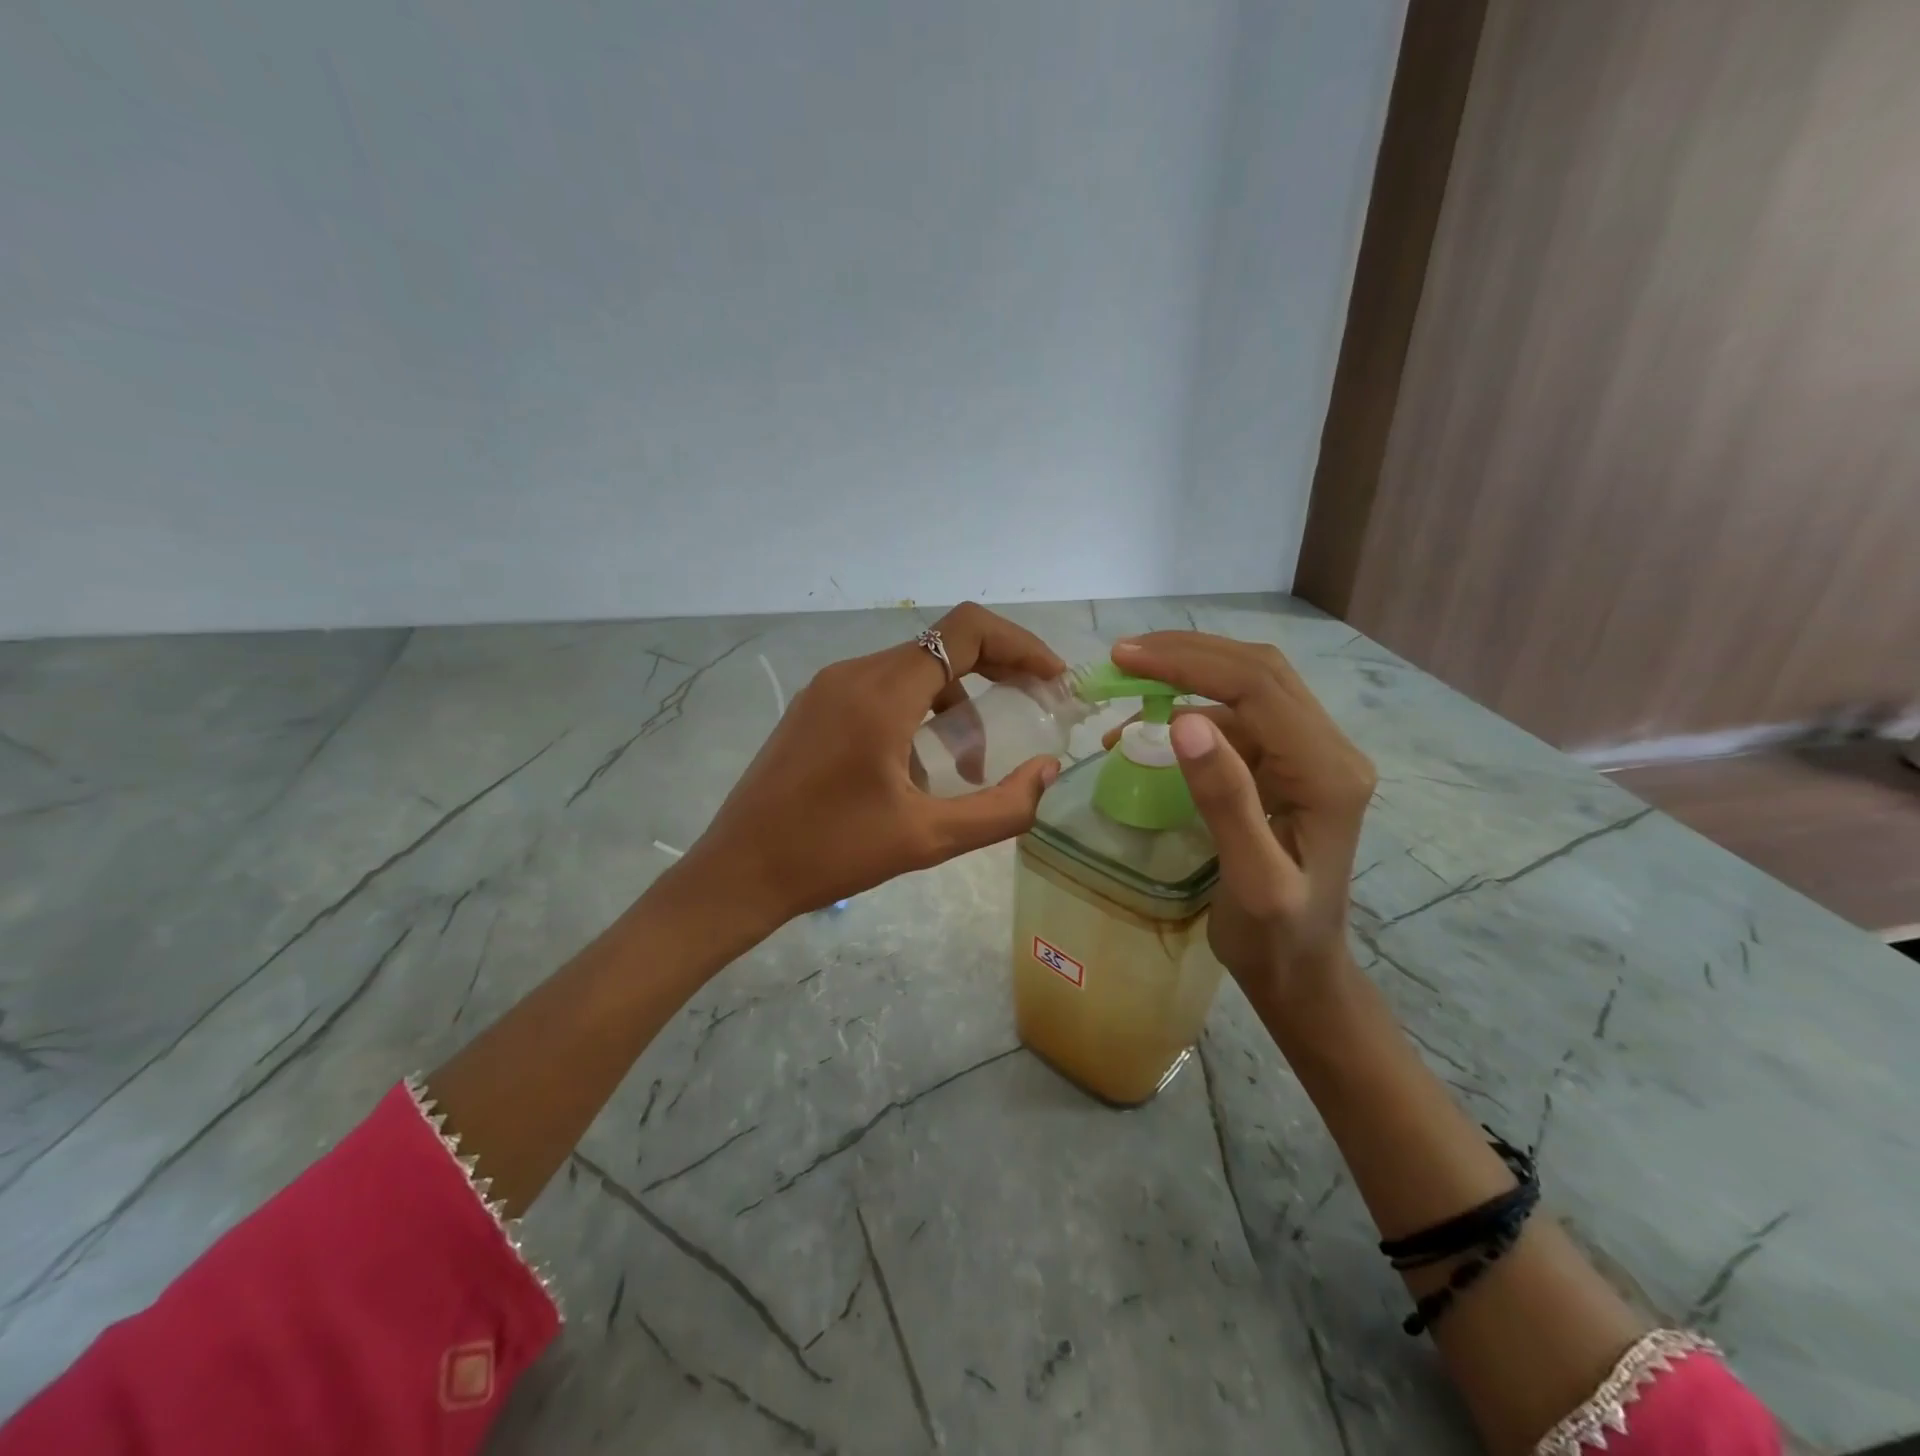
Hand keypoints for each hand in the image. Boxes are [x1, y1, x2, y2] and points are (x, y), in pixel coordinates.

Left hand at [670, 603, 1067, 929]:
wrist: (739, 871)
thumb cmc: (832, 854)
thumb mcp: (928, 838)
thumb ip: (1002, 807)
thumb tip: (1046, 771)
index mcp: (881, 693)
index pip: (966, 631)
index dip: (1020, 645)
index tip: (1052, 680)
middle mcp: (853, 673)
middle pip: (943, 646)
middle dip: (996, 672)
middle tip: (1031, 710)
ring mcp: (827, 687)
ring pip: (912, 670)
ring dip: (955, 702)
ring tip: (967, 766)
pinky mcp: (814, 707)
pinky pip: (882, 690)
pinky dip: (918, 712)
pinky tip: (917, 768)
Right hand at [1105, 633, 1375, 1009]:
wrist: (1302, 971)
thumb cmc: (1275, 937)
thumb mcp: (1250, 879)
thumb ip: (1225, 799)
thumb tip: (1184, 719)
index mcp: (1327, 772)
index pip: (1257, 687)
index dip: (1188, 663)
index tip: (1125, 658)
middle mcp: (1329, 750)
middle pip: (1258, 671)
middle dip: (1187, 654)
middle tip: (1121, 657)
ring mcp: (1311, 755)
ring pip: (1250, 685)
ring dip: (1189, 673)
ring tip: (1129, 680)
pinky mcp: (1289, 766)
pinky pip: (1240, 717)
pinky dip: (1191, 707)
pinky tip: (1150, 726)